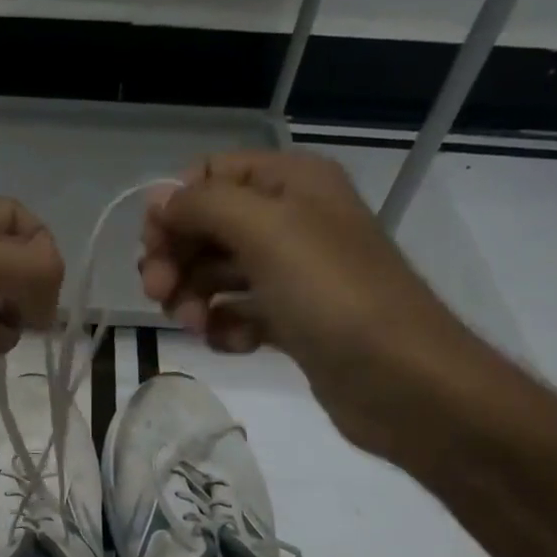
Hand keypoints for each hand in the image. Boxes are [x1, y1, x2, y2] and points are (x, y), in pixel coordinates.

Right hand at [139, 151, 486, 456]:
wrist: (402, 380)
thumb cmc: (332, 294)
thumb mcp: (266, 230)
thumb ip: (203, 205)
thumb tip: (157, 200)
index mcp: (290, 182)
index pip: (209, 175)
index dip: (173, 207)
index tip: (153, 248)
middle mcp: (290, 219)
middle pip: (206, 227)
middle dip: (176, 259)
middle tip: (158, 295)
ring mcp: (291, 272)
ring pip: (215, 273)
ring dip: (194, 298)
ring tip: (198, 326)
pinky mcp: (291, 319)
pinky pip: (238, 313)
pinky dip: (226, 327)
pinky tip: (235, 345)